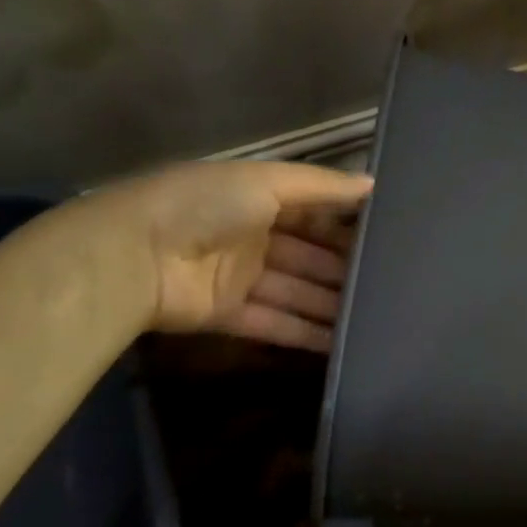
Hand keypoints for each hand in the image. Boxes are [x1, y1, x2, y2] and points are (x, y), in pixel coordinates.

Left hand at [83, 160, 372, 348]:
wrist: (133, 255)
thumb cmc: (205, 205)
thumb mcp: (268, 181)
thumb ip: (322, 186)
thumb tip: (374, 184)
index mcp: (258, 198)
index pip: (314, 213)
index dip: (346, 226)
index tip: (389, 239)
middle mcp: (252, 235)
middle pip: (309, 256)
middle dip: (344, 269)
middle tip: (393, 286)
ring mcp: (240, 277)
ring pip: (297, 292)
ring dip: (332, 305)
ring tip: (378, 319)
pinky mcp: (228, 314)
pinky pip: (275, 323)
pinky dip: (305, 334)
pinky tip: (342, 344)